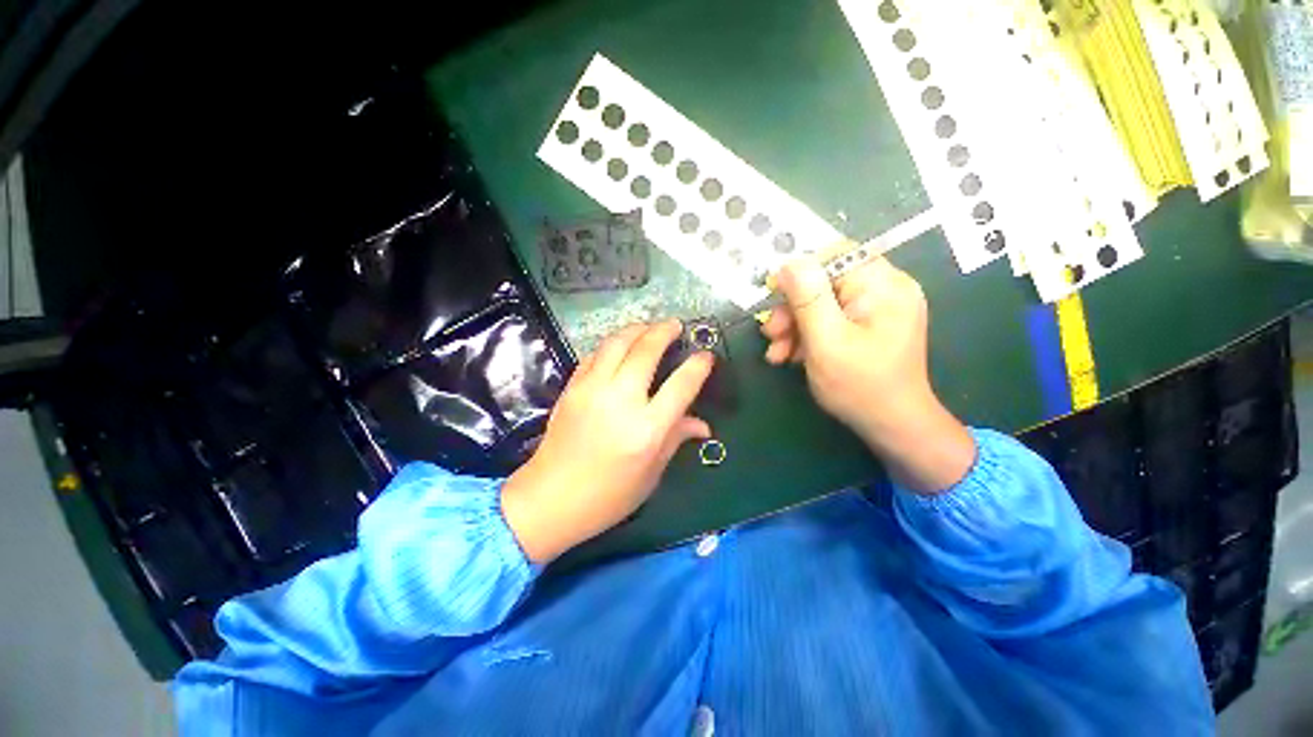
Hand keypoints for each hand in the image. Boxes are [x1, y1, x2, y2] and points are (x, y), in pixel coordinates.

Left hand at [502, 321, 713, 562]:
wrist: (550, 499)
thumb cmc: (608, 496)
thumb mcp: (651, 473)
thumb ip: (676, 438)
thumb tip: (703, 425)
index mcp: (647, 430)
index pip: (681, 385)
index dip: (698, 365)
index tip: (706, 355)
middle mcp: (620, 401)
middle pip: (646, 351)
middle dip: (665, 331)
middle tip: (676, 326)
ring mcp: (591, 390)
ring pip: (617, 343)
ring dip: (637, 329)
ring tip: (649, 327)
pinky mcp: (572, 388)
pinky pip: (594, 354)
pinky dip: (611, 344)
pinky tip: (619, 347)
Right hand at [760, 252, 974, 492]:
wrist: (891, 427)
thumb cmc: (860, 386)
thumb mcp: (827, 341)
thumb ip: (808, 299)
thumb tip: (789, 262)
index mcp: (883, 285)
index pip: (836, 255)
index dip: (799, 271)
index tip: (772, 295)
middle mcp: (884, 289)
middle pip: (825, 282)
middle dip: (792, 308)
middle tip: (770, 334)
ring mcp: (876, 309)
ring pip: (822, 303)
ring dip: (794, 326)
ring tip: (776, 353)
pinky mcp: (867, 326)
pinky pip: (830, 319)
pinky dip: (807, 335)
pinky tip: (790, 356)